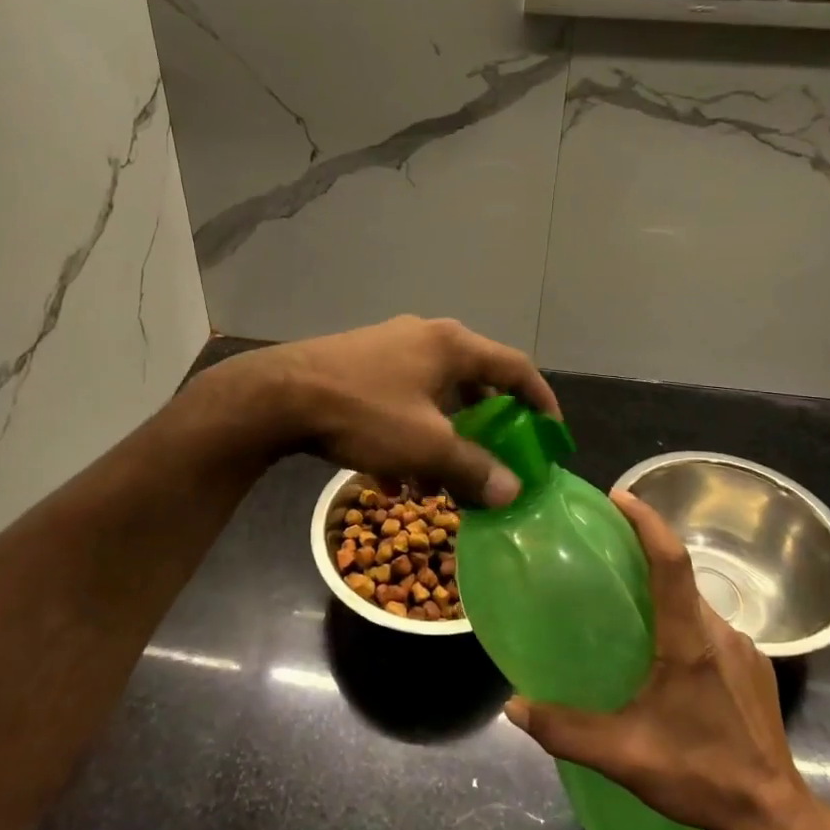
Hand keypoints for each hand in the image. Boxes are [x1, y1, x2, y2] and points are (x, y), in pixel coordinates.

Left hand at [237, 315, 559, 506]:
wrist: (278, 395)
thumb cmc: (364, 412)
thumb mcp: (426, 445)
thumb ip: (473, 467)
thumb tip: (512, 492)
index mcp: (451, 346)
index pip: (514, 366)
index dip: (540, 399)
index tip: (551, 433)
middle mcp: (424, 338)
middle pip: (472, 381)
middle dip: (485, 426)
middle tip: (496, 457)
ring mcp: (388, 348)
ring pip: (432, 396)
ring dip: (443, 437)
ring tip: (438, 482)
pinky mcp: (358, 364)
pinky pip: (400, 400)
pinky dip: (409, 433)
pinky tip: (393, 475)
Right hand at [504, 490, 817, 829]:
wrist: (775, 819)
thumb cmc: (700, 775)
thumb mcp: (624, 756)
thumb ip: (565, 730)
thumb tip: (513, 707)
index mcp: (690, 640)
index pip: (672, 561)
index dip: (647, 522)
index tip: (619, 497)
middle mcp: (722, 633)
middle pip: (682, 577)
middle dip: (646, 555)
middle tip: (606, 553)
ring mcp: (745, 650)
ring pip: (697, 604)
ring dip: (664, 593)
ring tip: (628, 603)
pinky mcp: (756, 669)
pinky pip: (712, 628)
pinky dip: (684, 621)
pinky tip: (664, 654)